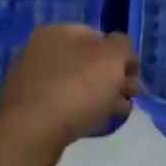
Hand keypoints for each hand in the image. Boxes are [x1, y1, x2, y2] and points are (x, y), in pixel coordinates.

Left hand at [0, 25, 140, 155]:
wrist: (33, 133)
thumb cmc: (77, 87)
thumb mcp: (112, 57)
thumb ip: (123, 45)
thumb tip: (119, 49)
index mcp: (57, 33)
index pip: (98, 36)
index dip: (122, 54)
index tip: (135, 75)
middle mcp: (40, 52)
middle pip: (89, 62)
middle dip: (114, 78)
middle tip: (132, 95)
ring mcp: (32, 82)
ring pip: (78, 85)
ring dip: (102, 96)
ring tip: (120, 113)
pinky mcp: (30, 111)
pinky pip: (65, 105)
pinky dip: (83, 111)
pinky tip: (97, 123)